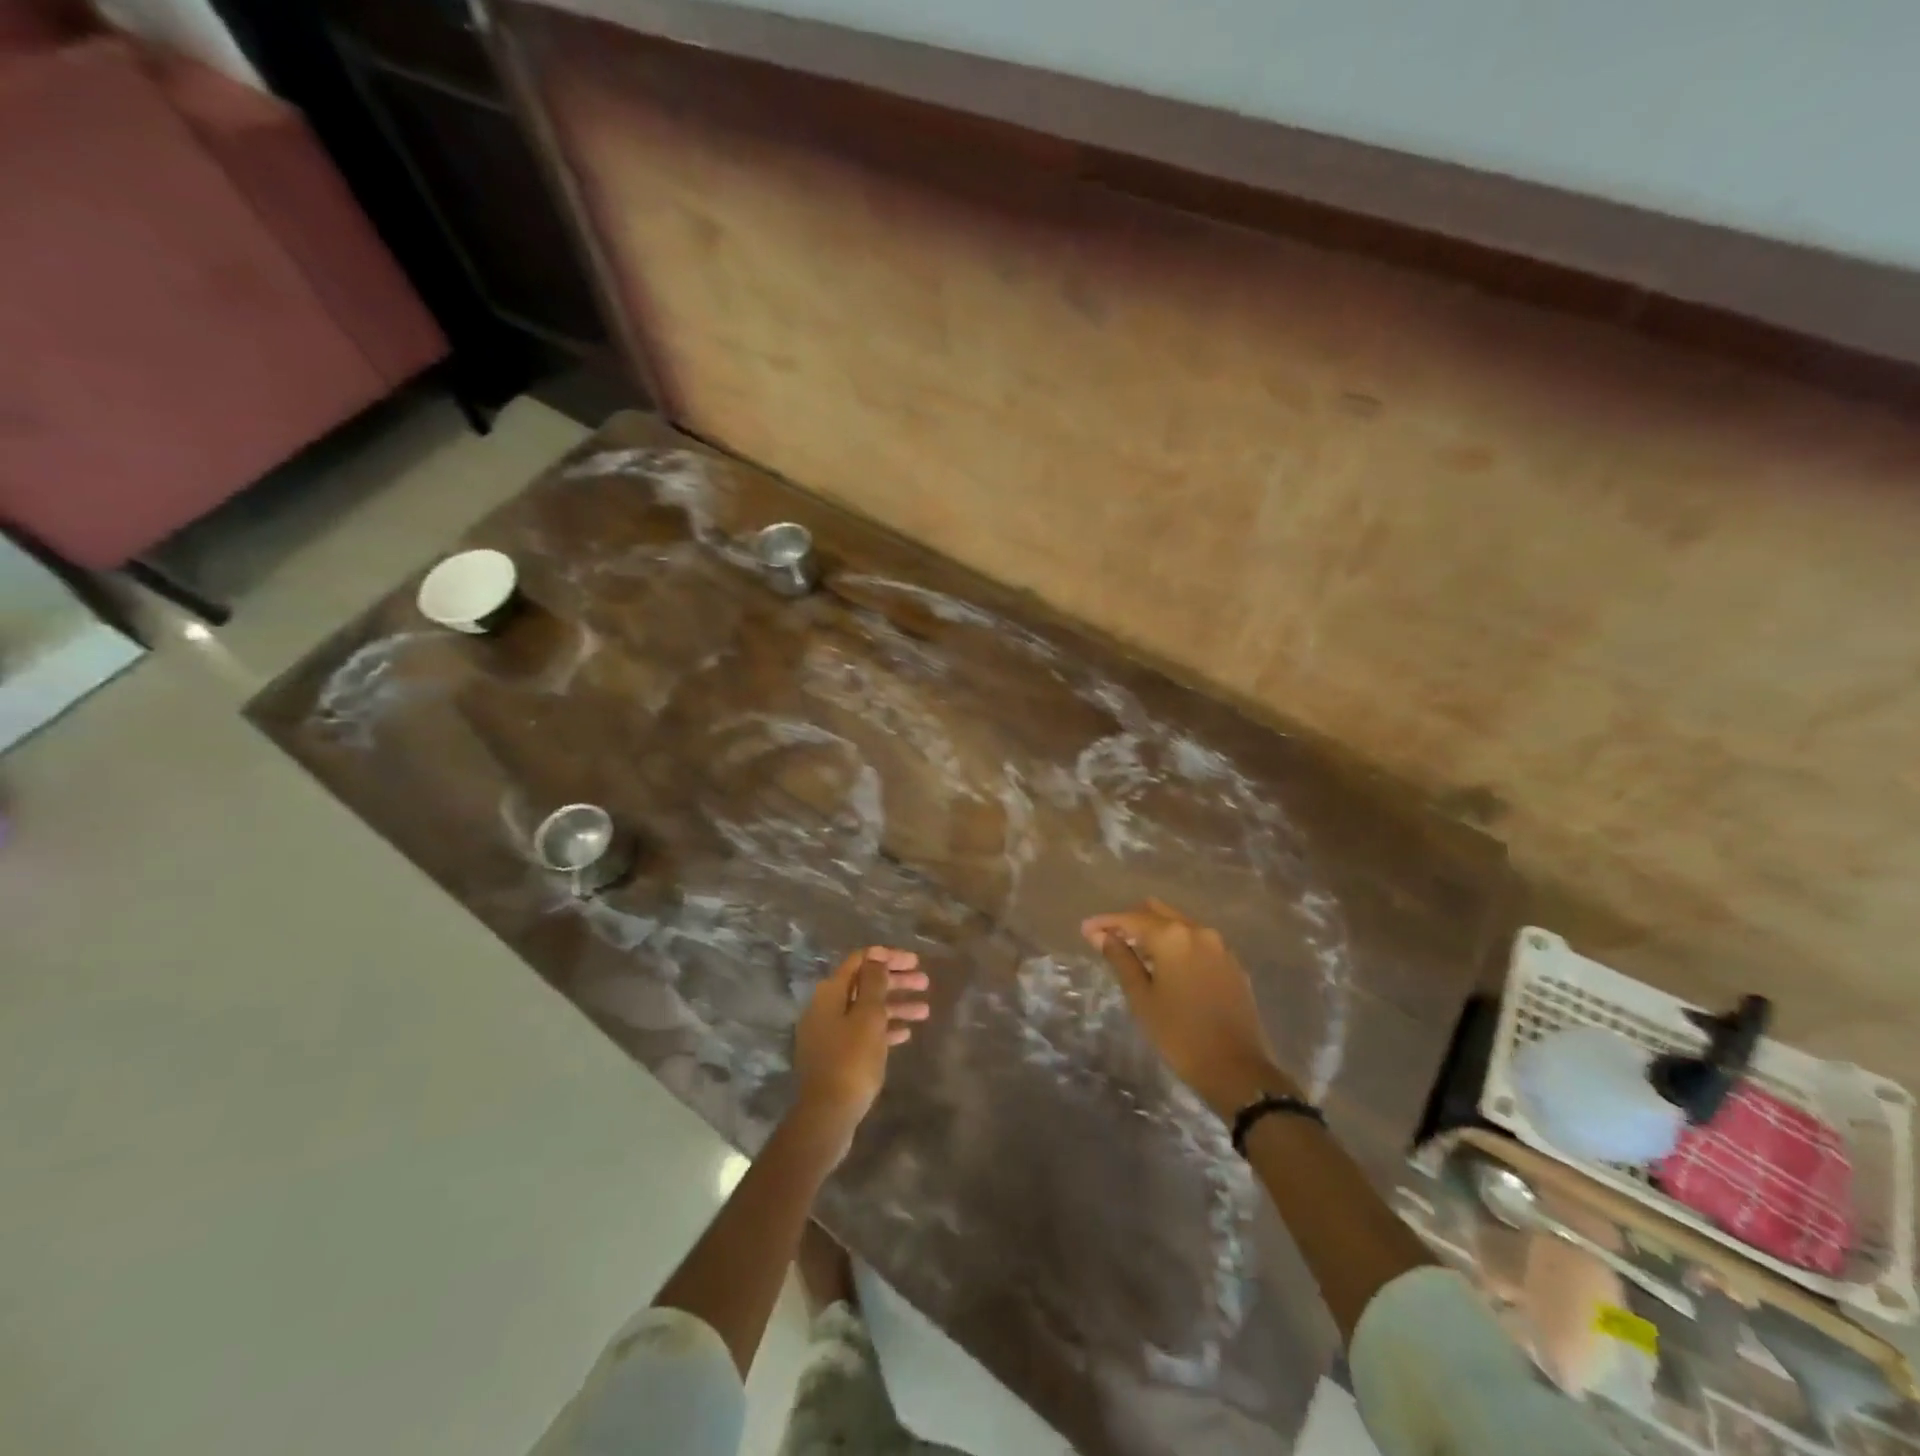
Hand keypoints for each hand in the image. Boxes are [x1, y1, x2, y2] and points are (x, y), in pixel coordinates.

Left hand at [791, 947, 929, 1161]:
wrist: (828, 1115)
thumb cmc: (851, 1060)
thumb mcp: (868, 1016)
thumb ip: (873, 983)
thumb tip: (876, 958)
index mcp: (831, 992)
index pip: (860, 960)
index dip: (888, 957)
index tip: (915, 961)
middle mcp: (826, 1007)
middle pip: (865, 984)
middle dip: (896, 981)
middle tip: (925, 983)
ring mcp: (830, 1032)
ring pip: (867, 1009)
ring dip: (895, 1005)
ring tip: (925, 1011)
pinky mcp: (836, 1055)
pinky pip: (863, 1032)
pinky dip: (884, 1028)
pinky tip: (906, 1034)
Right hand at [1081, 898, 1293, 1118]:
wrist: (1237, 1070)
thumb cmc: (1179, 1034)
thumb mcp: (1142, 997)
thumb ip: (1121, 959)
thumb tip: (1101, 936)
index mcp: (1172, 936)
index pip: (1131, 918)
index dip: (1106, 922)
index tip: (1086, 930)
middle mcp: (1198, 931)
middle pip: (1157, 912)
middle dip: (1131, 921)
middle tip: (1110, 939)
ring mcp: (1219, 946)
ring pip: (1179, 924)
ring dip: (1155, 932)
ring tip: (1135, 953)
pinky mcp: (1232, 963)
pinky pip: (1198, 942)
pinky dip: (1178, 945)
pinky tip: (1167, 966)